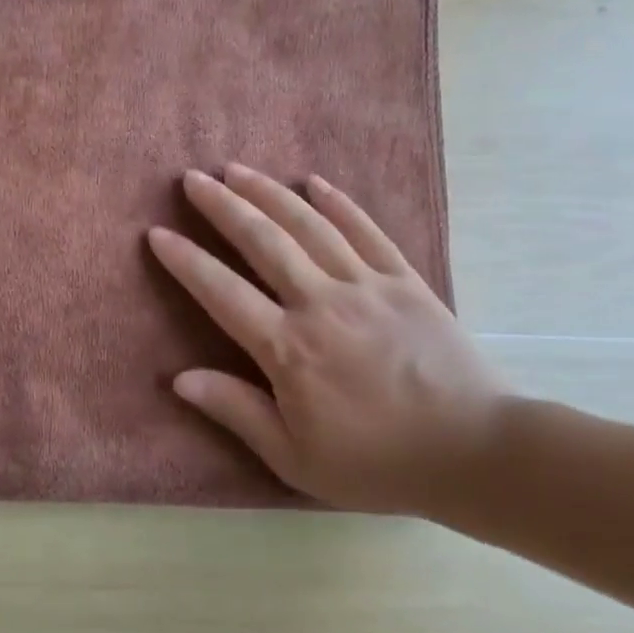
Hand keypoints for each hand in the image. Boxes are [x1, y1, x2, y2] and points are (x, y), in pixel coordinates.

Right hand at [148, 165, 507, 513]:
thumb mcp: (295, 457)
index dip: (186, 261)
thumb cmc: (376, 463)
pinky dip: (337, 203)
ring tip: (237, 170)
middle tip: (192, 178)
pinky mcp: (405, 281)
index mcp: (288, 349)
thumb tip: (180, 379)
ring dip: (268, 193)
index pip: (222, 293)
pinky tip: (313, 181)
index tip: (157, 233)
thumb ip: (236, 411)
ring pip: (308, 226)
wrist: (476, 453)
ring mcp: (366, 285)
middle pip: (263, 242)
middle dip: (222, 206)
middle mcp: (321, 304)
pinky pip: (366, 230)